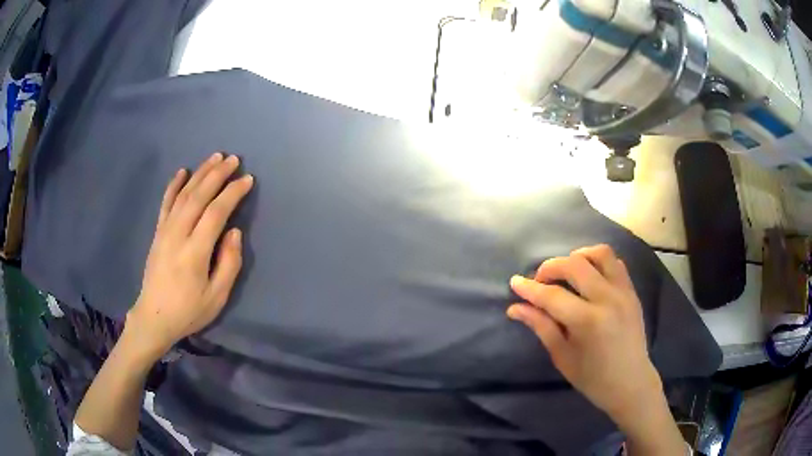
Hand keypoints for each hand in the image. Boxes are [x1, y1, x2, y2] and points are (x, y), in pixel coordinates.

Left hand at [126, 152, 253, 360]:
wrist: (154, 317)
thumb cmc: (188, 311)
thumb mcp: (217, 297)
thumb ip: (229, 263)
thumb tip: (234, 231)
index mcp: (195, 251)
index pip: (216, 212)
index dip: (232, 193)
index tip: (247, 179)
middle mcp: (178, 234)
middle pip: (199, 196)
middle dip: (217, 174)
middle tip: (233, 159)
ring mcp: (165, 231)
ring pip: (183, 194)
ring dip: (200, 173)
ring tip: (214, 157)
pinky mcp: (157, 232)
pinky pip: (165, 203)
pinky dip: (173, 185)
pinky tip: (182, 171)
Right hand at [507, 245, 662, 425]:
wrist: (631, 382)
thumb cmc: (593, 377)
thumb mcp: (562, 356)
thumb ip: (541, 326)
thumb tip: (515, 308)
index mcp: (588, 321)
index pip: (552, 296)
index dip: (530, 288)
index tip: (514, 282)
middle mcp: (608, 299)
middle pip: (575, 265)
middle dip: (551, 267)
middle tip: (540, 281)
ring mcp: (623, 292)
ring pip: (600, 254)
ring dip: (578, 256)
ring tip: (566, 271)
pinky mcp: (632, 291)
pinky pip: (616, 263)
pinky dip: (598, 262)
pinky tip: (589, 276)